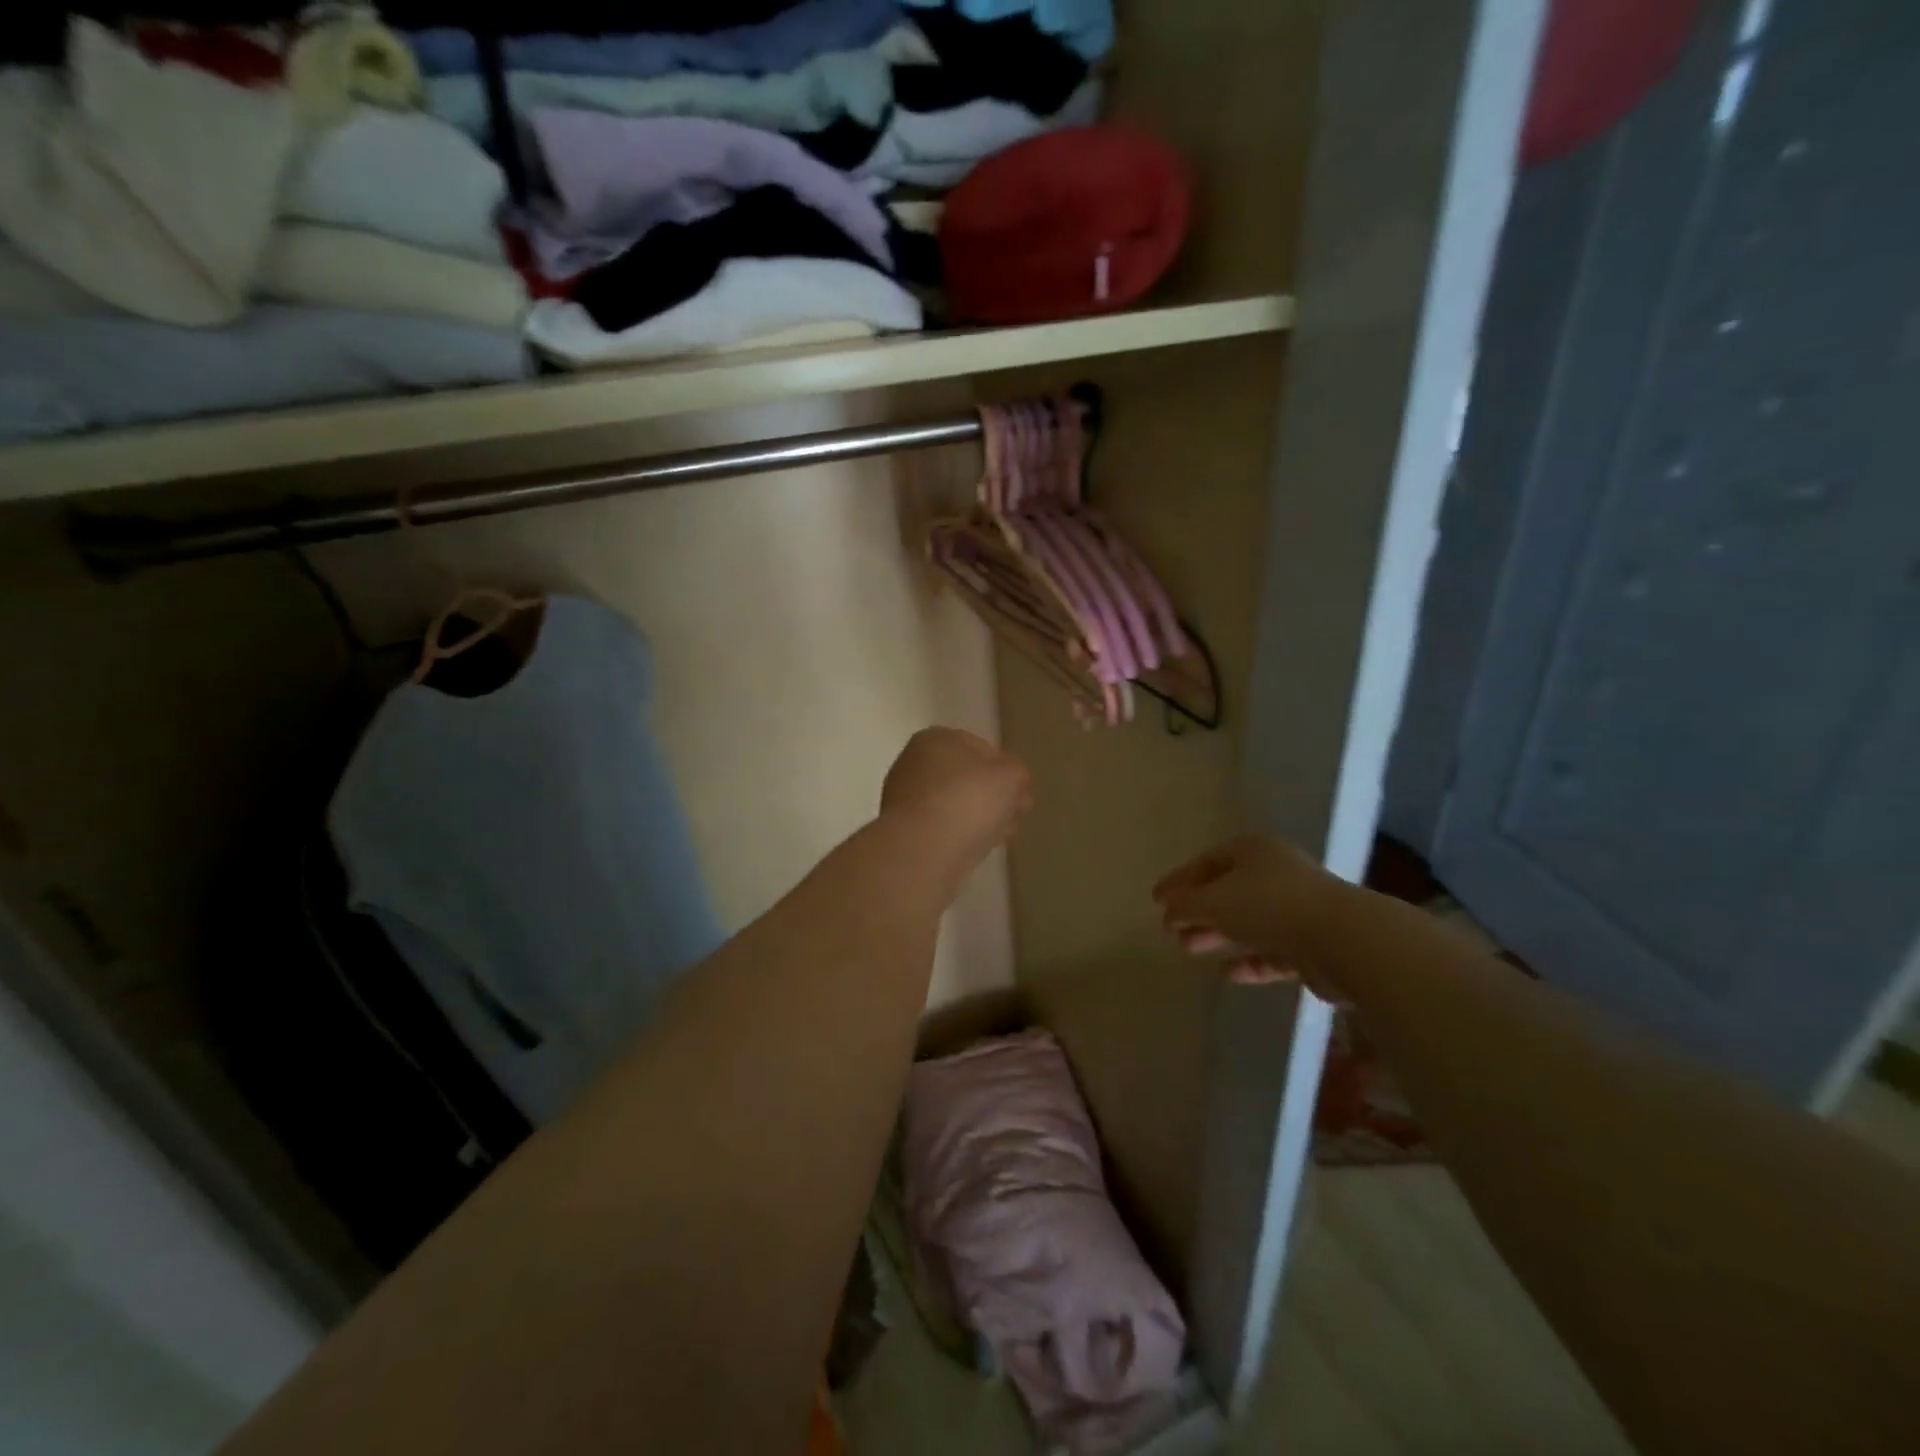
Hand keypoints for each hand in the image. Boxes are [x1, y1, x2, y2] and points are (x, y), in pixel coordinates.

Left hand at [881, 728, 1032, 871]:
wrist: (923, 850)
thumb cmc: (968, 800)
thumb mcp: (1011, 777)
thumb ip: (1017, 774)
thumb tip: (1012, 782)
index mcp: (937, 738)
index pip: (983, 749)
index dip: (1008, 770)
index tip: (1023, 793)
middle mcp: (916, 762)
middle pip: (968, 778)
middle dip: (995, 796)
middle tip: (1017, 815)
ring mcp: (907, 798)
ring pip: (957, 804)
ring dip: (981, 817)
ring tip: (1003, 835)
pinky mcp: (906, 830)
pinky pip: (944, 827)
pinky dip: (963, 834)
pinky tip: (981, 847)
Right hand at [1153, 835, 1347, 996]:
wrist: (1343, 940)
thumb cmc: (1269, 906)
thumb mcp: (1214, 902)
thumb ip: (1186, 907)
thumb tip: (1169, 914)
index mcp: (1253, 851)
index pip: (1207, 861)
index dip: (1180, 880)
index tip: (1156, 901)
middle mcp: (1277, 873)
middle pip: (1228, 890)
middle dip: (1198, 910)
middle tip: (1171, 930)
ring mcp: (1299, 908)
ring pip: (1249, 921)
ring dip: (1219, 935)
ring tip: (1189, 949)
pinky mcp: (1314, 944)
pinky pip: (1273, 951)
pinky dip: (1249, 960)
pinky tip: (1228, 973)